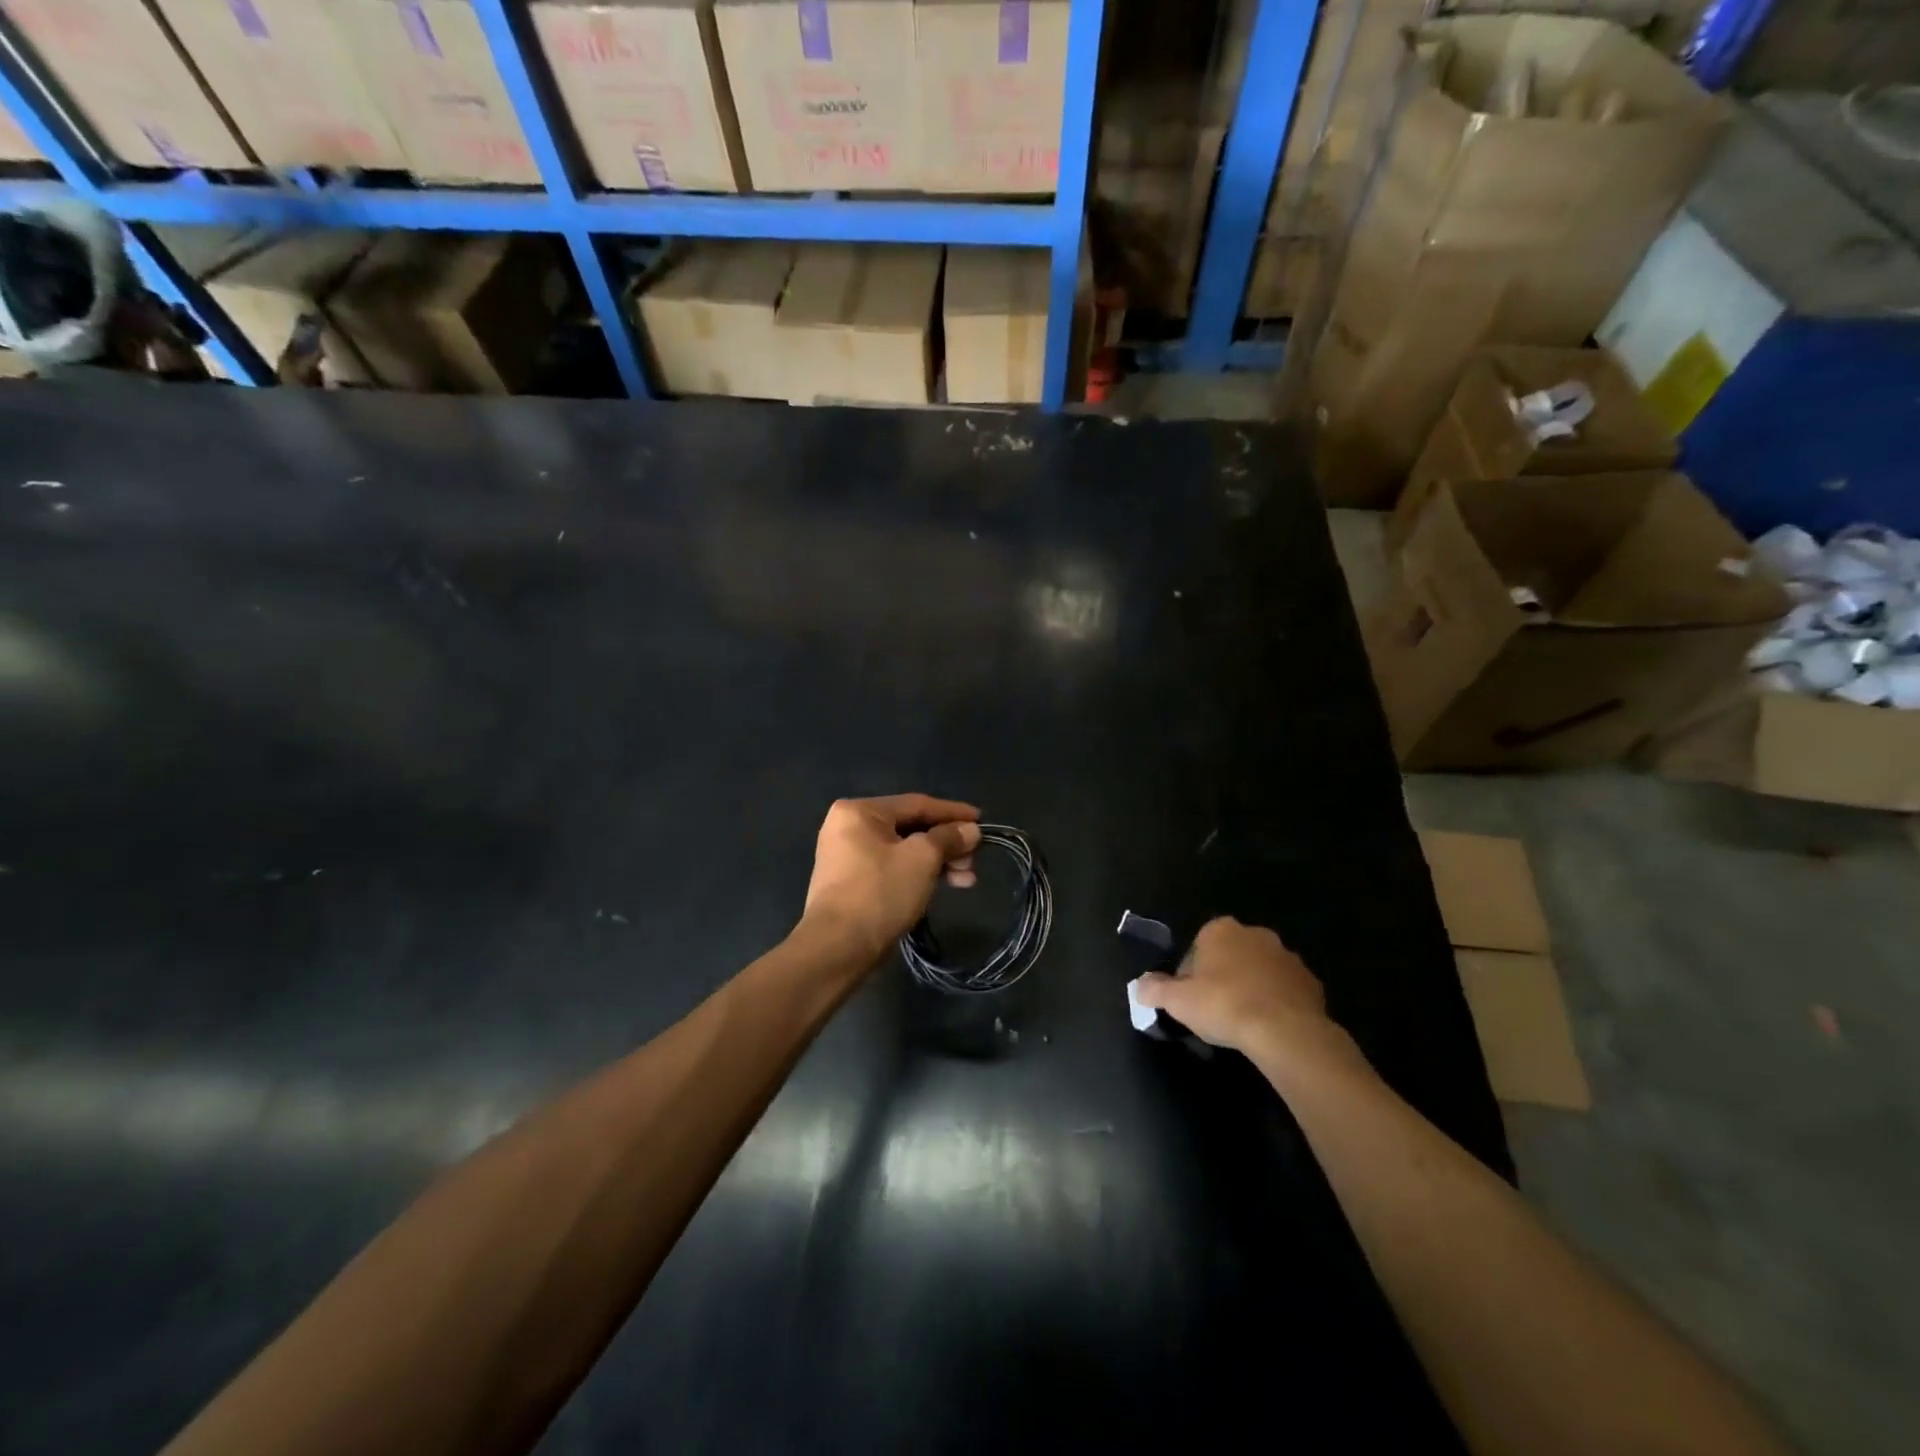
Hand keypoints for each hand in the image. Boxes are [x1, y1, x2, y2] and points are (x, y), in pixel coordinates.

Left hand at [799, 795, 982, 962]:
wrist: (837, 949)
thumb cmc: (880, 893)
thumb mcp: (922, 859)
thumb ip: (949, 838)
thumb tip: (971, 830)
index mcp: (859, 811)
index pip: (916, 804)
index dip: (953, 812)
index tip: (982, 821)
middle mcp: (848, 827)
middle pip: (910, 828)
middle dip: (947, 844)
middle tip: (973, 861)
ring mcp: (846, 856)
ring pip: (904, 851)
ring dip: (937, 862)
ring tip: (966, 881)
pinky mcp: (851, 883)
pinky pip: (892, 868)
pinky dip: (918, 874)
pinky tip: (941, 886)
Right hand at [1134, 917, 1347, 1062]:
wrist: (1286, 1031)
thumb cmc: (1224, 1005)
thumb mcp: (1177, 1001)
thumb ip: (1154, 990)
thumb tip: (1139, 986)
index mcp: (1220, 930)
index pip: (1197, 947)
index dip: (1191, 974)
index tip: (1191, 999)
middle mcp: (1255, 934)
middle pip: (1230, 955)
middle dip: (1223, 977)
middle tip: (1215, 1010)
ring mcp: (1287, 956)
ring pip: (1259, 971)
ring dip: (1251, 988)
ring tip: (1243, 1021)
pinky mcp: (1311, 982)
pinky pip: (1285, 989)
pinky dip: (1276, 1002)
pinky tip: (1269, 1027)